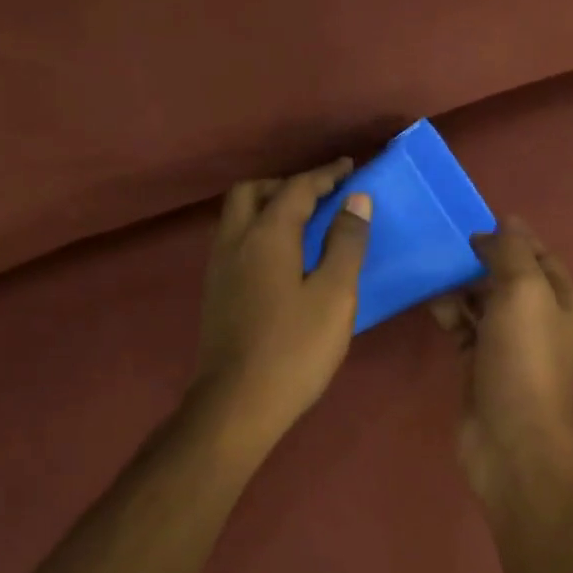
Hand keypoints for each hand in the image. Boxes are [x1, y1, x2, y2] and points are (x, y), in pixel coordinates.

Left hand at [192, 159, 372, 450]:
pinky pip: (236, 242)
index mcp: (266, 236)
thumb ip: (346, 244)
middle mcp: (235, 242)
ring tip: (304, 223)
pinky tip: (282, 258)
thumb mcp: (334, 295)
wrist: (238, 403)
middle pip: (253, 192)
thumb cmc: (294, 349)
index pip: (296, 189)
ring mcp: (220, 269)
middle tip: (320, 196)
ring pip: (238, 217)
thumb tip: (355, 201)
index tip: (349, 168)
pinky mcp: (217, 293)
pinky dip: (258, 232)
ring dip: (268, 206)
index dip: (325, 175)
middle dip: (286, 184)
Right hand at [432, 218, 572, 499]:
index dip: (511, 235)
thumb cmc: (524, 358)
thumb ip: (511, 252)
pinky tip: (428, 301)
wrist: (512, 438)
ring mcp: (505, 342)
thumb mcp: (524, 290)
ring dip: (458, 284)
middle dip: (478, 257)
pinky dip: (448, 313)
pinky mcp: (477, 364)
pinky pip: (461, 327)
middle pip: (505, 275)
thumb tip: (499, 226)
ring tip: (429, 267)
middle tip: (441, 241)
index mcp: (557, 297)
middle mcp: (535, 317)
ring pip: (480, 301)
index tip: (473, 221)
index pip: (537, 253)